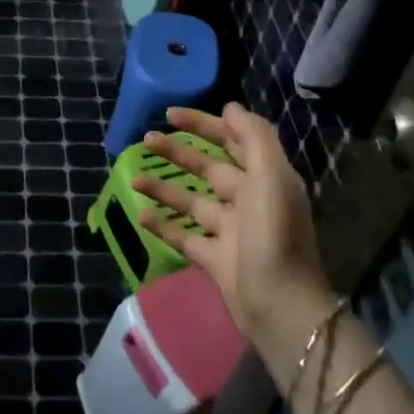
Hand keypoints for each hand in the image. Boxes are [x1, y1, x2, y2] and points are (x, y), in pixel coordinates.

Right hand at [132, 104, 338, 366]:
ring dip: (164, 187)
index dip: (204, 124)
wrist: (280, 306)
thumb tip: (230, 107)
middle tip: (145, 139)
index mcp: (265, 178)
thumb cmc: (274, 236)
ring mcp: (230, 231)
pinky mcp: (215, 259)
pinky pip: (184, 236)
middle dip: (178, 152)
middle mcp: (248, 200)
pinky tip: (139, 214)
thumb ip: (254, 137)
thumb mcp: (271, 178)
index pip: (233, 140)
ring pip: (191, 200)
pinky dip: (163, 225)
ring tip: (133, 177)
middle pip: (208, 167)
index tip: (170, 115)